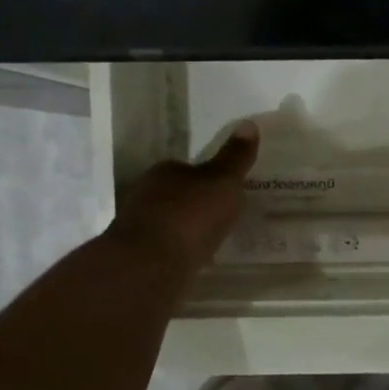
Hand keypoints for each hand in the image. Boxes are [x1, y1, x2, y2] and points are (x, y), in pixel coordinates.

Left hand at [108, 121, 259, 275]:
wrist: (150, 266)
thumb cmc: (189, 216)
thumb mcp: (222, 182)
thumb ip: (235, 158)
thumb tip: (249, 123)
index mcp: (164, 172)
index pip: (187, 168)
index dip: (207, 178)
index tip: (226, 190)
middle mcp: (146, 195)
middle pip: (177, 195)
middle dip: (196, 204)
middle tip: (223, 216)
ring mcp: (139, 227)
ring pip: (169, 223)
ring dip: (187, 229)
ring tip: (213, 240)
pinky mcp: (139, 257)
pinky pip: (166, 248)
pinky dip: (180, 251)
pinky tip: (195, 260)